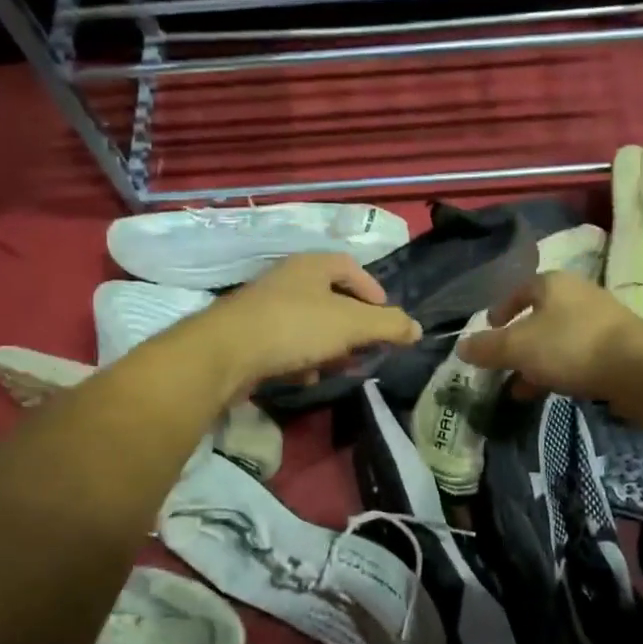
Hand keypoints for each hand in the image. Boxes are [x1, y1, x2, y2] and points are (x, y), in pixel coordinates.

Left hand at [195, 253, 420, 397]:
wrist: (225, 353)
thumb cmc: (296, 327)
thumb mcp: (352, 324)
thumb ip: (388, 325)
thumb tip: (417, 329)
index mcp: (312, 265)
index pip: (351, 268)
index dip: (373, 291)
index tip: (386, 319)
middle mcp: (288, 279)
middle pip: (331, 299)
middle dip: (353, 328)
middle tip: (366, 349)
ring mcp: (265, 307)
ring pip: (309, 325)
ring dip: (329, 347)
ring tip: (339, 368)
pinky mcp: (249, 335)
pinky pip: (286, 345)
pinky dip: (301, 360)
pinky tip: (305, 378)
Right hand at [456, 271, 642, 401]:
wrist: (637, 368)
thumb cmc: (570, 346)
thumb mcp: (518, 347)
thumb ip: (487, 347)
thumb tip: (462, 346)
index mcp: (552, 284)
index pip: (519, 290)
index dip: (501, 309)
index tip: (489, 328)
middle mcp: (578, 294)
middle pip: (539, 317)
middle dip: (518, 343)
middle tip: (502, 365)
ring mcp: (601, 320)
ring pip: (558, 339)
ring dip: (537, 362)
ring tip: (521, 389)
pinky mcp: (617, 346)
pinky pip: (578, 355)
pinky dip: (560, 370)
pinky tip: (551, 392)